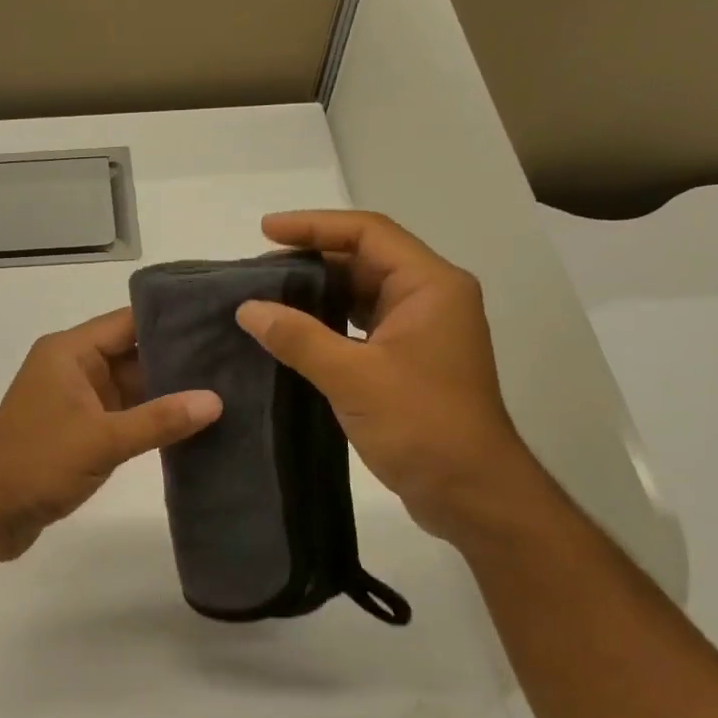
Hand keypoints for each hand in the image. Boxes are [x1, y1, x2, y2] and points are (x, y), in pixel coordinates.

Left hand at [0, 307, 221, 560]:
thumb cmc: (38, 463)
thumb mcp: (103, 440)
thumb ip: (159, 420)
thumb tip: (216, 401)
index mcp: (69, 352)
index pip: (128, 322)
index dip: (172, 320)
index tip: (219, 320)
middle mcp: (72, 368)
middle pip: (133, 353)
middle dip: (178, 358)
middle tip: (234, 358)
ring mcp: (75, 400)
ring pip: (130, 386)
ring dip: (167, 392)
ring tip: (225, 388)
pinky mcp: (79, 430)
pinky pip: (123, 414)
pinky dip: (150, 418)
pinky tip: (192, 423)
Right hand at [235, 211, 548, 543]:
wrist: (469, 491)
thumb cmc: (421, 424)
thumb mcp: (353, 377)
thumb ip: (298, 338)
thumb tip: (248, 309)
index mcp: (429, 286)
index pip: (367, 233)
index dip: (314, 226)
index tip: (265, 230)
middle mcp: (430, 299)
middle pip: (364, 260)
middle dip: (310, 261)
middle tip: (257, 271)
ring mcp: (421, 332)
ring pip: (361, 296)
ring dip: (317, 294)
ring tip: (266, 298)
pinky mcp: (408, 363)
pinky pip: (361, 328)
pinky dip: (327, 325)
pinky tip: (292, 335)